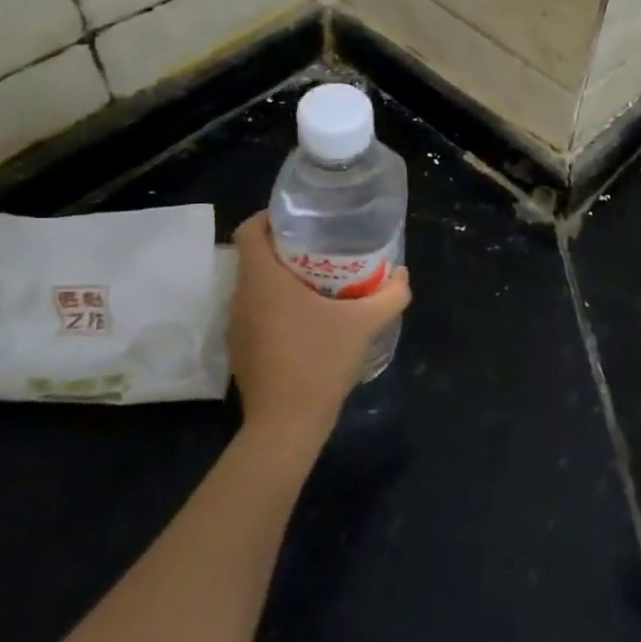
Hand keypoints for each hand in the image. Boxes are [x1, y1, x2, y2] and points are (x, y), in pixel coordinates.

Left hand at [226, 213, 410, 446]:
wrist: (287, 424)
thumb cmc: (320, 361)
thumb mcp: (365, 324)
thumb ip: (390, 295)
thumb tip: (403, 275)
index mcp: (262, 280)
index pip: (249, 230)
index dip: (271, 217)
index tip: (303, 219)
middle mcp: (242, 297)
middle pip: (255, 256)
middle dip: (287, 247)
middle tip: (324, 247)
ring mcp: (238, 326)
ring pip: (256, 285)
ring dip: (283, 278)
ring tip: (322, 279)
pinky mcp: (242, 349)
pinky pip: (257, 311)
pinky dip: (279, 304)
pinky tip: (311, 317)